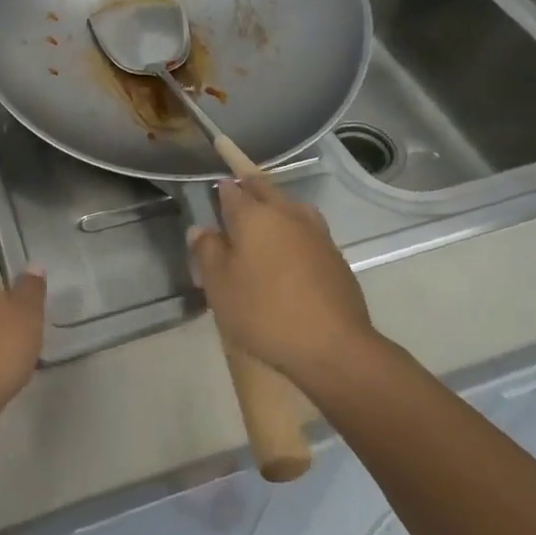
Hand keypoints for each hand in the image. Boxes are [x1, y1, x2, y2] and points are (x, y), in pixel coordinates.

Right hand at [187, 175, 372, 381]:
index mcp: (254, 215)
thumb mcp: (219, 286)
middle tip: (236, 201)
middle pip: (264, 190)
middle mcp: (287, 213)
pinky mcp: (334, 254)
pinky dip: (292, 233)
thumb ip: (207, 251)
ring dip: (274, 208)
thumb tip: (201, 228)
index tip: (213, 197)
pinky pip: (306, 230)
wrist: (332, 345)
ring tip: (262, 225)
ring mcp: (315, 232)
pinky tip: (288, 253)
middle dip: (248, 189)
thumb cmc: (264, 312)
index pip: (231, 190)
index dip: (220, 191)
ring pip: (289, 207)